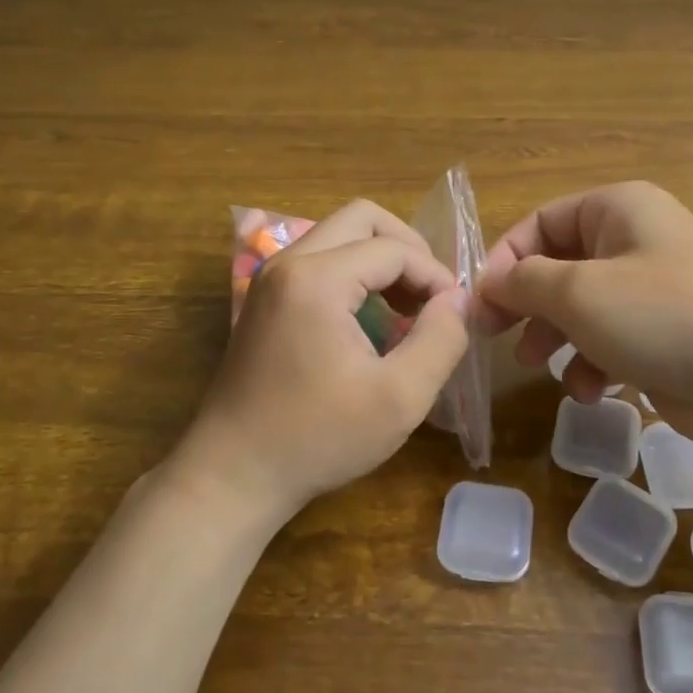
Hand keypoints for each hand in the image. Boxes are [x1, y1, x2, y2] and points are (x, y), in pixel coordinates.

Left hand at [173, 199, 470, 521]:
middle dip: (407, 249)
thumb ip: (441, 340)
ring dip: (380, 260)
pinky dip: (354, 275)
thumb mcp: (399, 398)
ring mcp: (270, 279)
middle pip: (362, 218)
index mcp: (317, 279)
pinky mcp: (265, 300)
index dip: (435, 276)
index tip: (455, 316)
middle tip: (431, 295)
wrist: (234, 474)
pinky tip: (372, 321)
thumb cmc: (318, 438)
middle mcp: (289, 263)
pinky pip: (319, 261)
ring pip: (338, 235)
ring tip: (408, 309)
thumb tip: (458, 300)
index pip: (394, 249)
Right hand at [479, 181, 692, 443]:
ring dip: (556, 338)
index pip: (541, 222)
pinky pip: (614, 339)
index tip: (479, 304)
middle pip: (560, 266)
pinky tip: (592, 390)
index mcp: (620, 209)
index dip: (504, 260)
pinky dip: (594, 362)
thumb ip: (524, 281)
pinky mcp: (669, 334)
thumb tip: (488, 281)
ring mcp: (657, 289)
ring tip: (540, 366)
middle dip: (527, 304)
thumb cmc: (661, 316)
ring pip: (583, 307)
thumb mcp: (578, 292)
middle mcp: (638, 240)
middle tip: (497, 337)